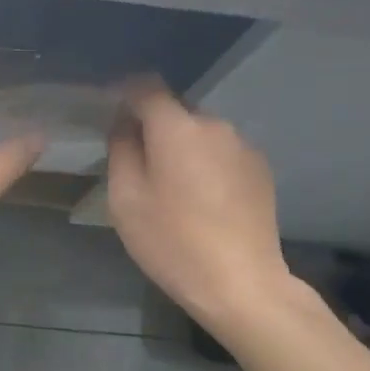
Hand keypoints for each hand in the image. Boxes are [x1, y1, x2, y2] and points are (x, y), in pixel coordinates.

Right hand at [106, 82, 292, 331]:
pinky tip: (202, 198)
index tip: (109, 107)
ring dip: (182, 145)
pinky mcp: (260, 169)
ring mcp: (243, 146)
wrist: (241, 283)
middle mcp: (214, 125)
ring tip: (171, 183)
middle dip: (153, 124)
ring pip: (200, 132)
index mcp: (177, 128)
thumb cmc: (173, 242)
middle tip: (137, 158)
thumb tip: (124, 123)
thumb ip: (121, 150)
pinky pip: (222, 152)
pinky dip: (206, 162)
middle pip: (175, 110)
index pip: (146, 87)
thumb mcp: (126, 199)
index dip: (124, 91)